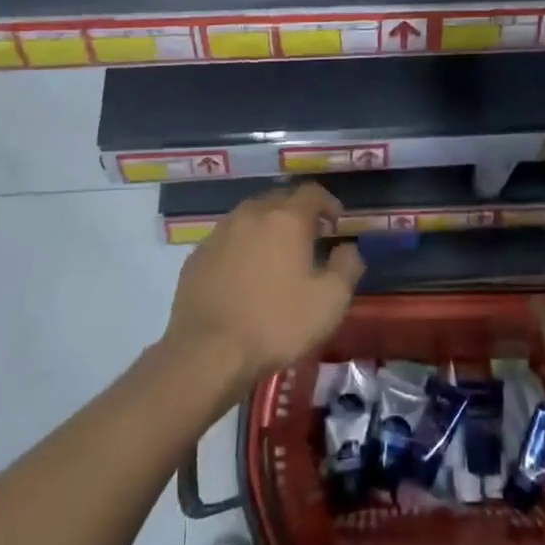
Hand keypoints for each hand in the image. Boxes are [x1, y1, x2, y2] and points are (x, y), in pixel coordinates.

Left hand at [162, 184, 362, 393]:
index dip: (328, 203)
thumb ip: (347, 266)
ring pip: (249, 218)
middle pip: (279, 200)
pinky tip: (245, 275)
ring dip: (267, 229)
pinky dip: (242, 247)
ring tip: (277, 256)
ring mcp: (219, 234)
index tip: (336, 223)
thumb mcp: (330, 301)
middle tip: (309, 239)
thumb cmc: (276, 323)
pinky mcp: (196, 256)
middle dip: (297, 214)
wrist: (207, 352)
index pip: (312, 192)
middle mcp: (250, 215)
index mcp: (286, 219)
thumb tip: (347, 248)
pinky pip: (227, 240)